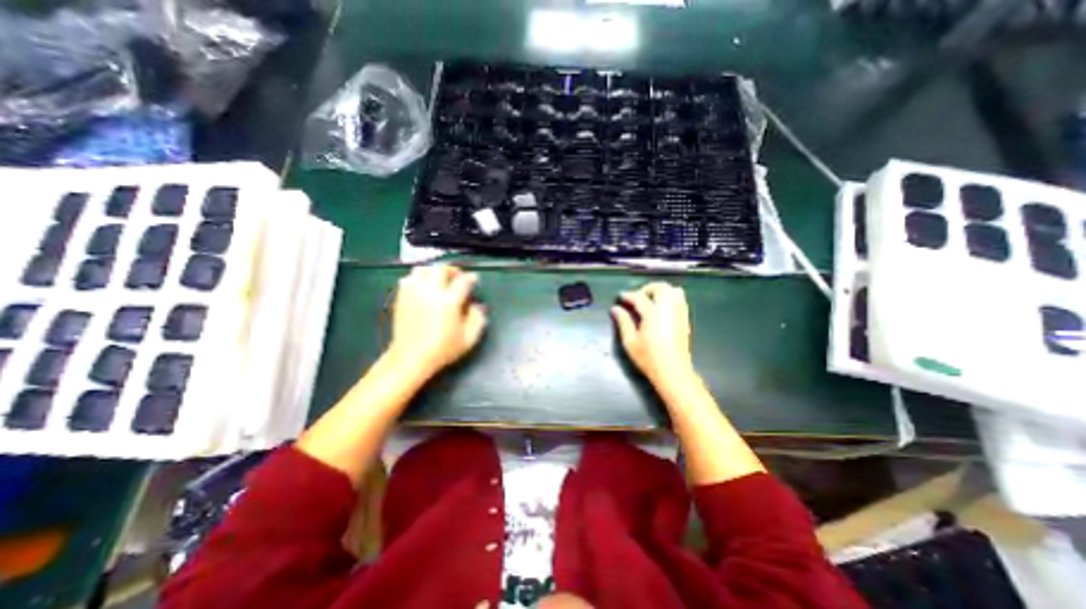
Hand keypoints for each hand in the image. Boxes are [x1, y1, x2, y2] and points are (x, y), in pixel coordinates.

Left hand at [385, 266, 488, 379]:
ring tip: (439, 280)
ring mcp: (413, 294)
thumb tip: (477, 305)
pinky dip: (418, 278)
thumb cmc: (442, 350)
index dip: (471, 278)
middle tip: (457, 278)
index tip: (474, 280)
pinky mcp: (401, 298)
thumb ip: (478, 319)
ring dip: (433, 271)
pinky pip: (408, 279)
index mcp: (449, 302)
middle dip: (452, 270)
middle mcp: (430, 293)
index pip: (462, 281)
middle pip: (440, 268)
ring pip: (422, 269)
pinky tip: (423, 288)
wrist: (410, 358)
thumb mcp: (469, 339)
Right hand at [609, 283, 694, 386]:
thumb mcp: (630, 341)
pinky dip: (669, 297)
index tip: (620, 297)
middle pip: (660, 288)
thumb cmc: (649, 358)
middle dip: (646, 289)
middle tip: (636, 298)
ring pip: (673, 290)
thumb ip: (623, 322)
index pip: (639, 297)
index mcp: (653, 313)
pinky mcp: (685, 319)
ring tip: (649, 300)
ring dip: (659, 291)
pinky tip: (660, 308)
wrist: (673, 372)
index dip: (628, 295)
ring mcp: (679, 313)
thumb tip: (616, 309)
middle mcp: (668, 309)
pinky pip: (679, 299)